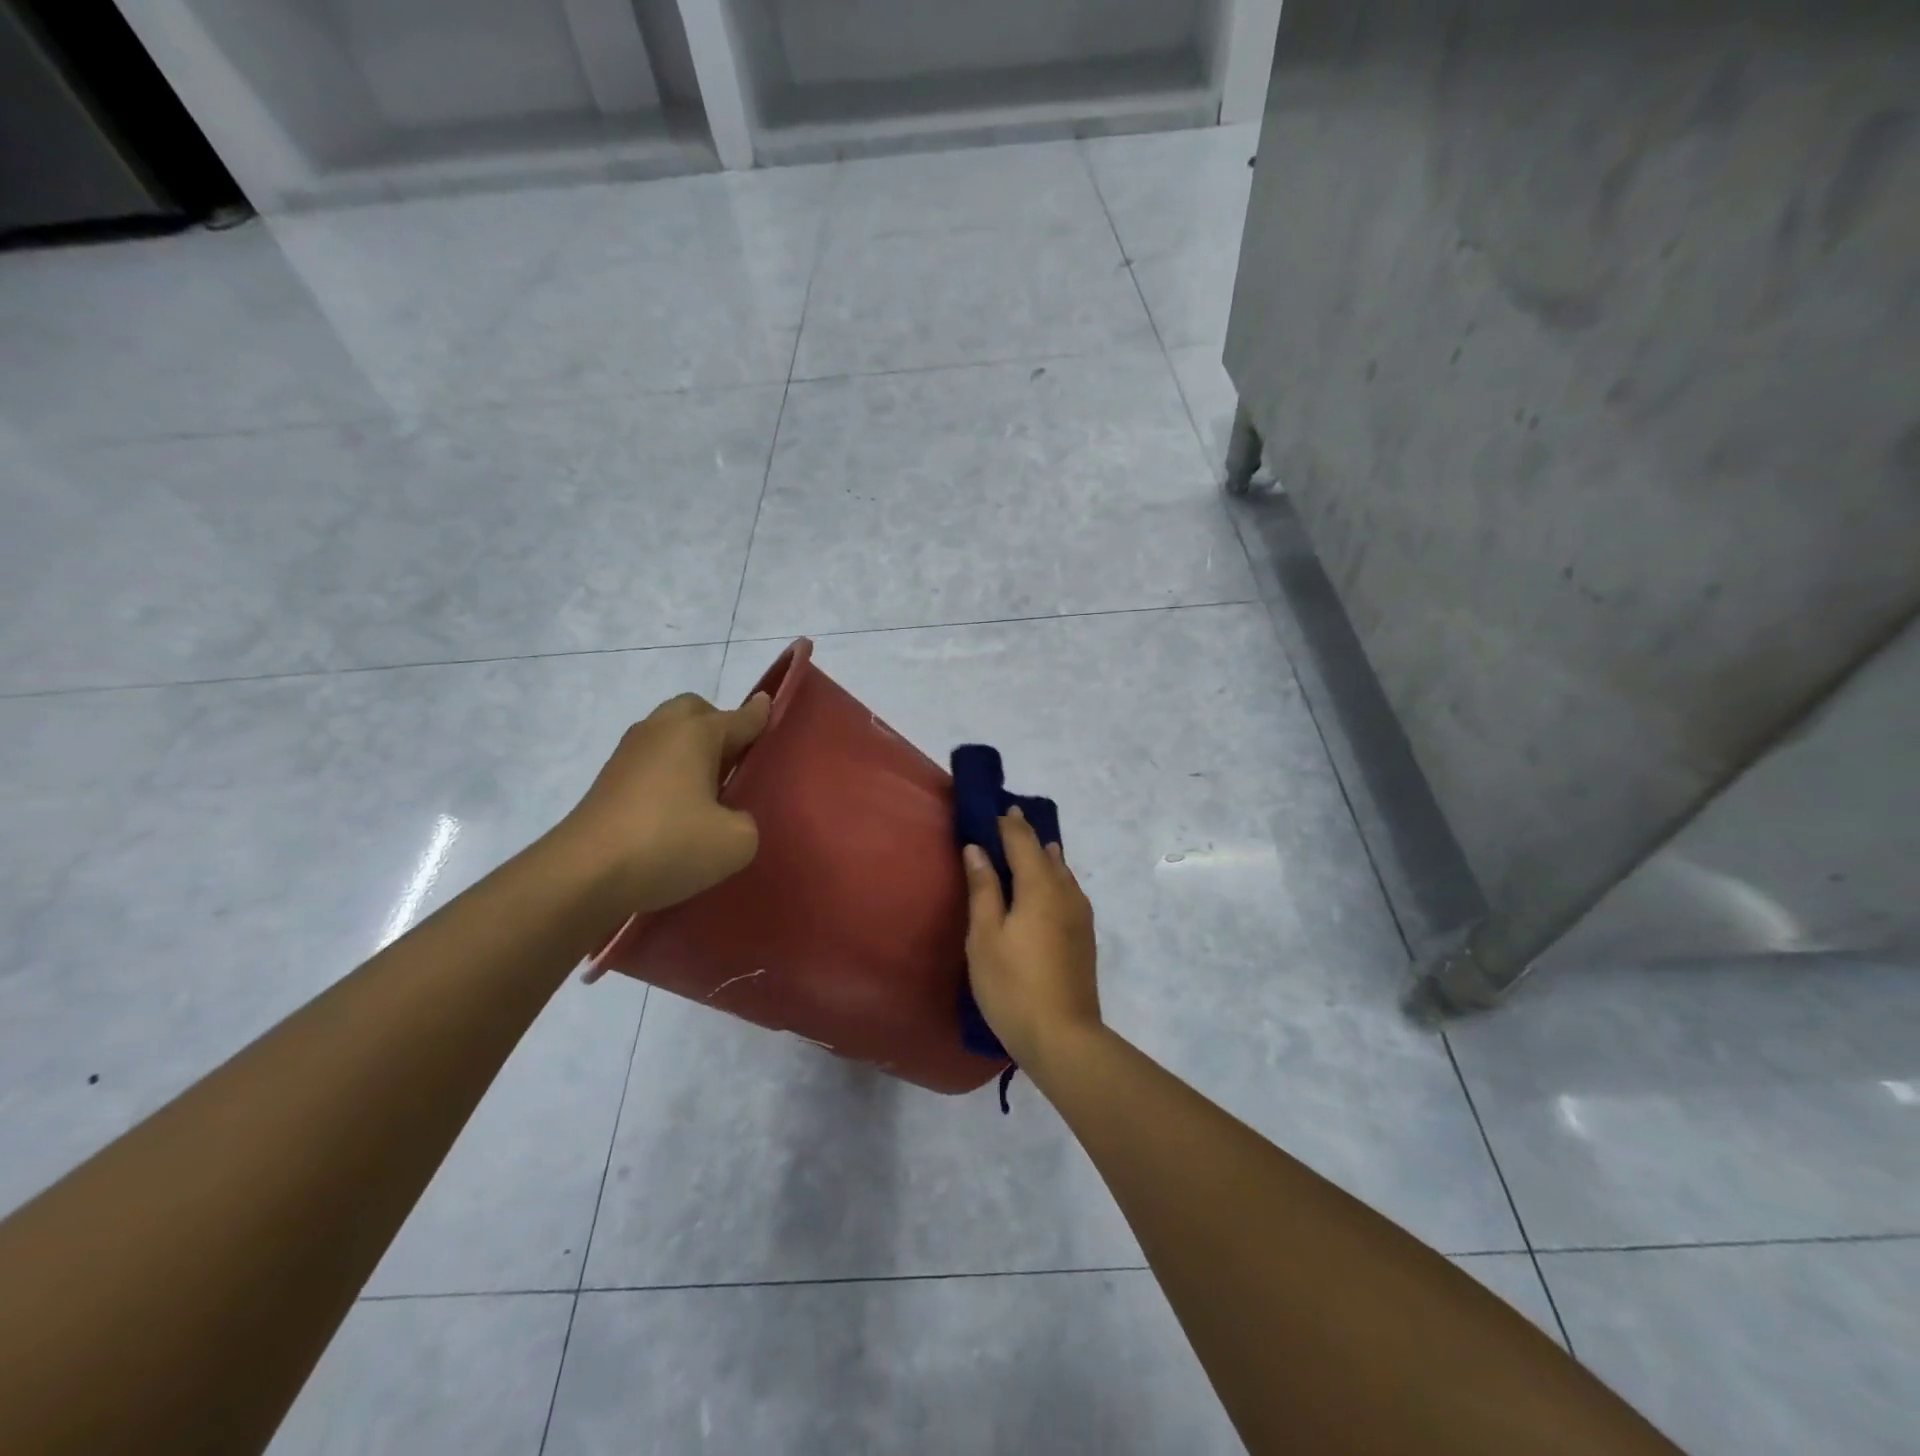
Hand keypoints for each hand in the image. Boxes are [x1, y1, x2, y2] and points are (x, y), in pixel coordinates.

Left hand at [553, 691, 769, 918]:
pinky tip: (678, 810)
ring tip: (709, 790)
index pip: (742, 717)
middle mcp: (661, 731)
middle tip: (737, 761)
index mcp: (696, 733)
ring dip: (690, 752)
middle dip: (719, 725)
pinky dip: (668, 774)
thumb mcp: (736, 841)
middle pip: (696, 711)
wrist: (582, 875)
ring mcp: (628, 754)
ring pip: (669, 736)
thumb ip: (748, 821)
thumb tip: (728, 818)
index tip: (771, 707)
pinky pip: (650, 763)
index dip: (761, 715)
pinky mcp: (608, 782)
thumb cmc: (668, 844)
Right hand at [962, 807, 1100, 1072]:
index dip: (1006, 821)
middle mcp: (1066, 891)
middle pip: (1045, 851)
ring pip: (1060, 872)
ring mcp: (1080, 914)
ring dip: (1040, 857)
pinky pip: (1067, 891)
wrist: (1064, 1037)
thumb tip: (977, 848)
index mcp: (1040, 885)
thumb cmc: (1013, 984)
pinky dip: (1051, 878)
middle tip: (1002, 825)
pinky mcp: (1084, 935)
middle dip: (1024, 836)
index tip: (991, 808)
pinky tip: (1042, 890)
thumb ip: (983, 888)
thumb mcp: (985, 936)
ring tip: (1021, 851)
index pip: (1022, 839)